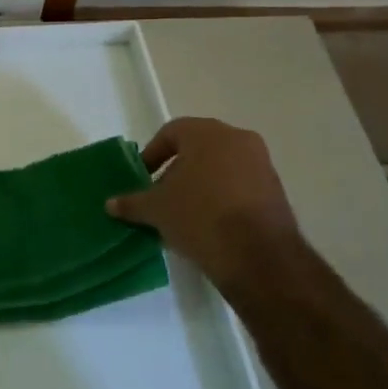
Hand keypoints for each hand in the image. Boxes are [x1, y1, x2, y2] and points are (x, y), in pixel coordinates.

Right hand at [106, 117, 300, 294]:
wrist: (258, 256)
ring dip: (201, 184)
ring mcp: (261, 164)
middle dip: (177, 170)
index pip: (172, 132)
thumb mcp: (156, 210)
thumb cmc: (199, 217)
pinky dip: (223, 197)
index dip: (153, 154)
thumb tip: (111, 204)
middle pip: (198, 148)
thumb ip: (132, 203)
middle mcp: (238, 139)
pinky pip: (240, 185)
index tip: (143, 177)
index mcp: (207, 133)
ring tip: (184, 213)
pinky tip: (210, 224)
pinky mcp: (276, 191)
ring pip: (221, 167)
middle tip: (162, 194)